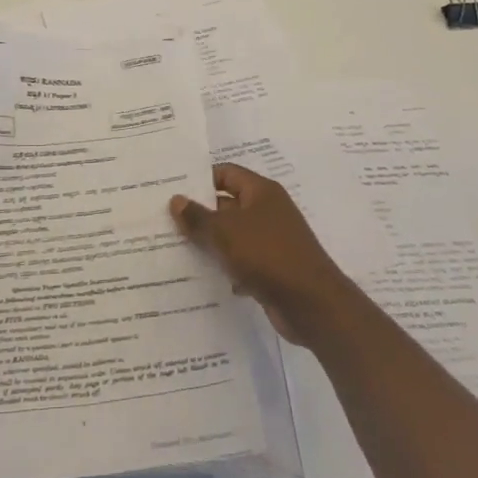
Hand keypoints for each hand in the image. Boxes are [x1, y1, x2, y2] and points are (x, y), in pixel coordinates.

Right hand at [170, 163, 356, 346]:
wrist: (311, 304)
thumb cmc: (267, 255)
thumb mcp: (225, 232)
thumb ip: (198, 217)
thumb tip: (176, 199)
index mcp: (261, 192)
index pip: (226, 173)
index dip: (200, 179)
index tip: (172, 188)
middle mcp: (268, 211)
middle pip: (227, 204)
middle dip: (200, 213)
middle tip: (165, 220)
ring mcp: (272, 240)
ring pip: (233, 235)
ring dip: (210, 242)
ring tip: (176, 248)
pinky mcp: (272, 268)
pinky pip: (242, 260)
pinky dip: (225, 266)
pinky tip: (202, 277)